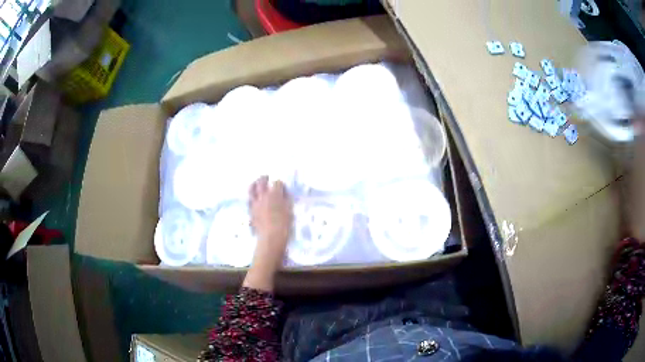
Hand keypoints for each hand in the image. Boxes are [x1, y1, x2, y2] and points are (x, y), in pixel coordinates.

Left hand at [249, 176, 292, 242]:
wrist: (271, 237)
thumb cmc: (284, 225)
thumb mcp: (290, 211)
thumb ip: (287, 201)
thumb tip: (285, 196)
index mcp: (275, 194)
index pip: (277, 183)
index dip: (281, 185)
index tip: (283, 188)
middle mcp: (263, 196)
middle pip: (261, 181)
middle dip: (264, 178)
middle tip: (266, 177)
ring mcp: (255, 203)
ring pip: (251, 189)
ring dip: (254, 184)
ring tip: (255, 183)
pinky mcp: (251, 211)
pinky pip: (249, 200)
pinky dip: (252, 197)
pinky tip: (254, 199)